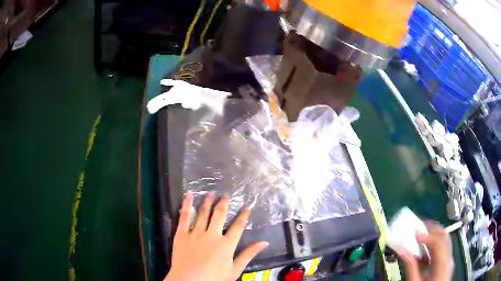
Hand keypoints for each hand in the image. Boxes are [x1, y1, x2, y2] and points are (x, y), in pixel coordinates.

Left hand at [164, 191, 268, 280]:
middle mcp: (212, 234)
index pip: (238, 226)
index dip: (243, 215)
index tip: (247, 206)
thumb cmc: (214, 278)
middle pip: (219, 215)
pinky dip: (187, 204)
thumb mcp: (235, 270)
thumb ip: (248, 255)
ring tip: (211, 193)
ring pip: (203, 213)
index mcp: (226, 244)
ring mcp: (195, 233)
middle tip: (226, 195)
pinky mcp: (182, 233)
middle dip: (224, 203)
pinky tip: (188, 194)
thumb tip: (264, 243)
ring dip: (208, 201)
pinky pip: (184, 216)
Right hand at [398, 221, 453, 280]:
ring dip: (433, 234)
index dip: (428, 235)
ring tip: (421, 235)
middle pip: (444, 236)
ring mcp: (449, 259)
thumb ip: (411, 267)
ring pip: (445, 239)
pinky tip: (425, 248)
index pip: (439, 241)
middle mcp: (449, 259)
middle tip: (419, 228)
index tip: (415, 233)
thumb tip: (403, 251)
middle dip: (431, 229)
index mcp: (442, 264)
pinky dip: (434, 243)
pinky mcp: (447, 261)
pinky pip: (443, 247)